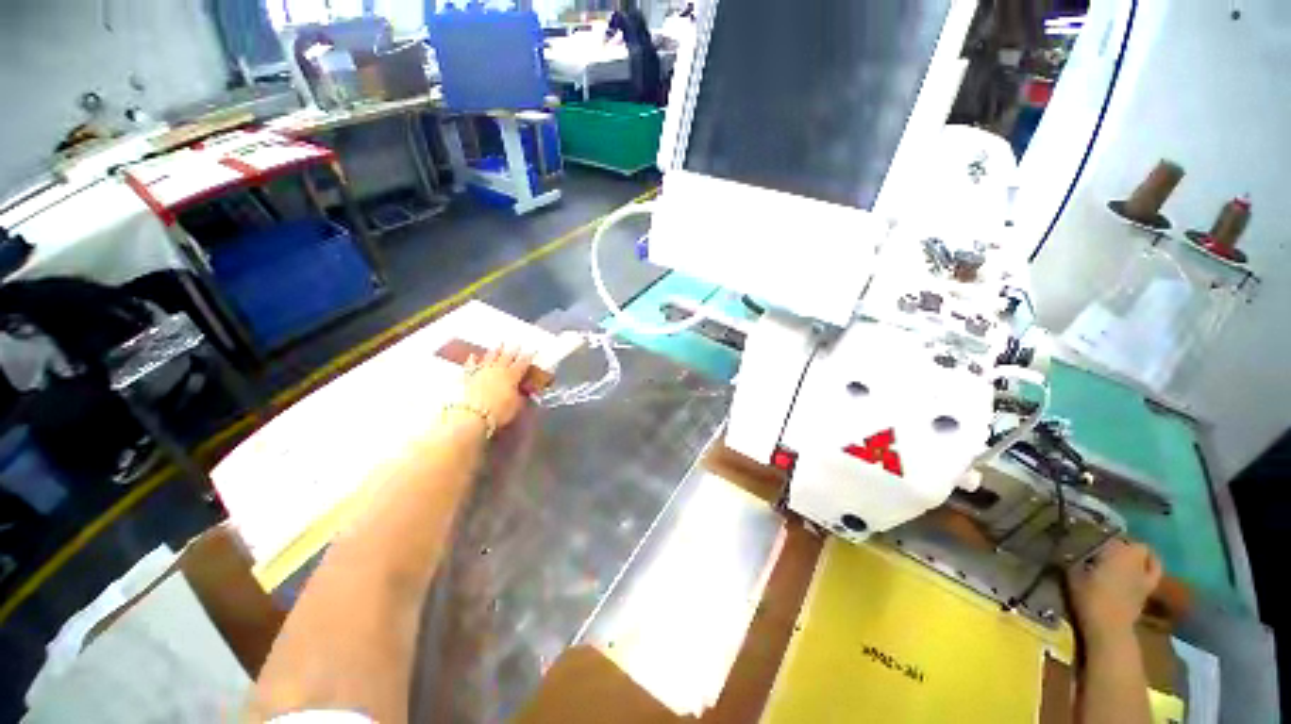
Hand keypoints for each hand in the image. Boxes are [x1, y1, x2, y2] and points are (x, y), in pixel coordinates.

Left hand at [460, 346, 531, 429]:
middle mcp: (497, 370)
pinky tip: (473, 356)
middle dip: (513, 350)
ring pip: (490, 357)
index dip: (528, 357)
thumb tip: (524, 393)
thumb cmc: (499, 411)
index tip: (532, 351)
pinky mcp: (468, 378)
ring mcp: (482, 372)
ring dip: (496, 351)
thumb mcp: (517, 406)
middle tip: (517, 344)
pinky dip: (472, 360)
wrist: (472, 415)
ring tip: (499, 345)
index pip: (523, 363)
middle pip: (506, 357)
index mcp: (512, 375)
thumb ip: (521, 396)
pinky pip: (471, 366)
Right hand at [1068, 538, 1161, 642]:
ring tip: (1124, 557)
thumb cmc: (1089, 597)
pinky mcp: (1149, 587)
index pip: (1106, 535)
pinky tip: (1141, 569)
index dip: (1096, 536)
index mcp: (1115, 549)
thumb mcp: (1073, 574)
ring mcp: (1144, 572)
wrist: (1109, 626)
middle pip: (1129, 542)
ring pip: (1145, 554)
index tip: (1085, 540)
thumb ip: (1074, 558)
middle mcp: (1133, 556)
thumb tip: (1069, 547)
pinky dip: (1150, 566)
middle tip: (1104, 549)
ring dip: (1136, 554)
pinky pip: (1154, 570)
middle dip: (1120, 544)